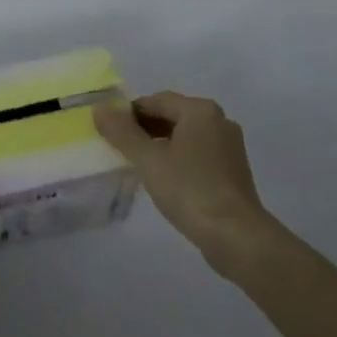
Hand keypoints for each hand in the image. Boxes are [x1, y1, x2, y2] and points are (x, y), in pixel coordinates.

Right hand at [94, 91, 272, 271]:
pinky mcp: (232, 169)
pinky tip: (163, 178)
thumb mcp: (149, 161)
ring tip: (137, 163)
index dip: (129, 113)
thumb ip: (123, 133)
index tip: (108, 131)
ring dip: (160, 144)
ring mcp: (229, 146)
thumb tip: (99, 108)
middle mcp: (219, 120)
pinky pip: (197, 153)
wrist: (237, 236)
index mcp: (200, 110)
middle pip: (173, 115)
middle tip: (119, 147)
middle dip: (144, 128)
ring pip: (185, 135)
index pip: (156, 100)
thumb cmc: (190, 190)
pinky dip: (177, 158)